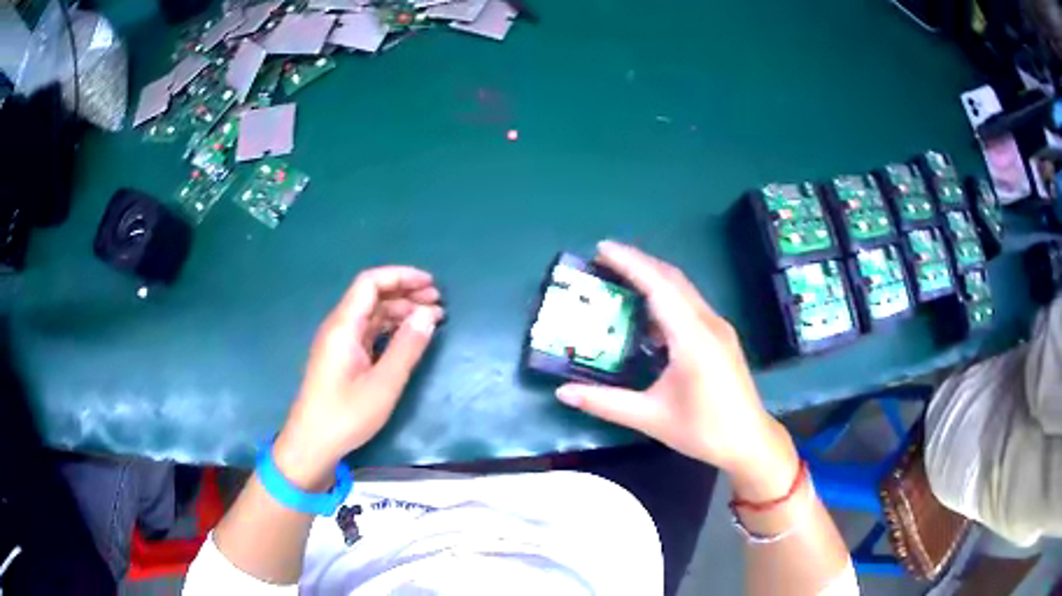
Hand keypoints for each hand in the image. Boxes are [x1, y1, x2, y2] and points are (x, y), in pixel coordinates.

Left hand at [273, 266, 443, 489]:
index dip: (401, 277)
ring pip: (372, 314)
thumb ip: (407, 347)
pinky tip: (409, 337)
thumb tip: (428, 314)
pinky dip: (391, 329)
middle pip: (372, 296)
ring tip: (431, 320)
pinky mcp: (342, 358)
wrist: (312, 443)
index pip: (370, 283)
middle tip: (438, 303)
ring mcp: (339, 343)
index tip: (431, 285)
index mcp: (344, 326)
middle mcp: (339, 327)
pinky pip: (369, 332)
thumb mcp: (383, 384)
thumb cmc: (346, 415)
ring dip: (401, 311)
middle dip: (406, 293)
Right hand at [555, 241, 797, 496]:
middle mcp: (708, 323)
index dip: (630, 263)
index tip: (601, 249)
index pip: (659, 287)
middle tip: (603, 260)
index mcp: (693, 338)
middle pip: (672, 279)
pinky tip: (648, 313)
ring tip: (620, 278)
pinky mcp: (721, 336)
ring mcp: (719, 328)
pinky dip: (666, 296)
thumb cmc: (703, 430)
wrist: (749, 440)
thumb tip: (562, 393)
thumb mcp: (650, 417)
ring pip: (683, 289)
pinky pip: (690, 304)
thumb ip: (605, 403)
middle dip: (638, 262)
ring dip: (653, 277)